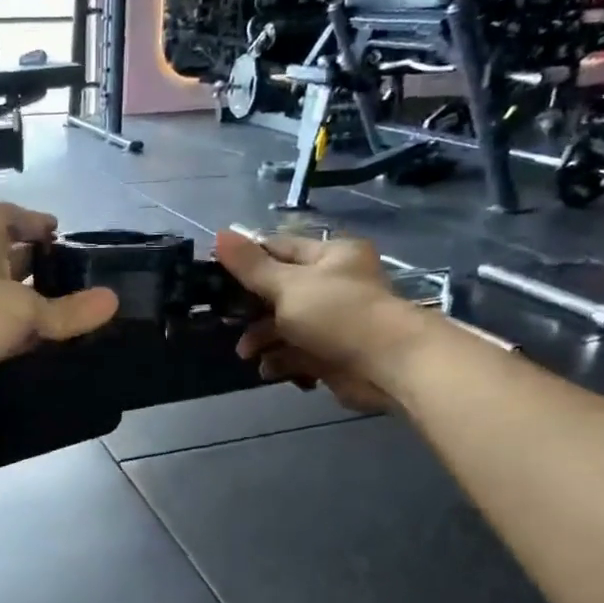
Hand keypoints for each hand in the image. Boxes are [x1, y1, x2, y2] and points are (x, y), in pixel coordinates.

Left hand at [0, 204, 118, 413]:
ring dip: (30, 303)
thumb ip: (68, 310)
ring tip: (70, 313)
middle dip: (38, 264)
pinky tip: (43, 347)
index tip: (58, 231)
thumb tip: (113, 300)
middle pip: (7, 257)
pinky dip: (18, 335)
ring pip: (3, 298)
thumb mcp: (23, 310)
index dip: (32, 219)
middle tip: (76, 278)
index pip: (5, 216)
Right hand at [213, 229, 422, 412]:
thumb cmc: (338, 313)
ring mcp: (334, 321)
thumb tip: (218, 233)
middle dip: (251, 308)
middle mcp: (334, 284)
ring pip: (286, 325)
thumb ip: (250, 265)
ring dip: (263, 339)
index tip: (215, 275)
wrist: (388, 366)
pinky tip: (268, 369)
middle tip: (226, 320)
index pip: (279, 248)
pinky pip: (298, 353)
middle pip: (279, 291)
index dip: (247, 260)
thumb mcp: (287, 285)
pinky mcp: (333, 354)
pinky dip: (281, 360)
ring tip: (247, 353)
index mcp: (330, 256)